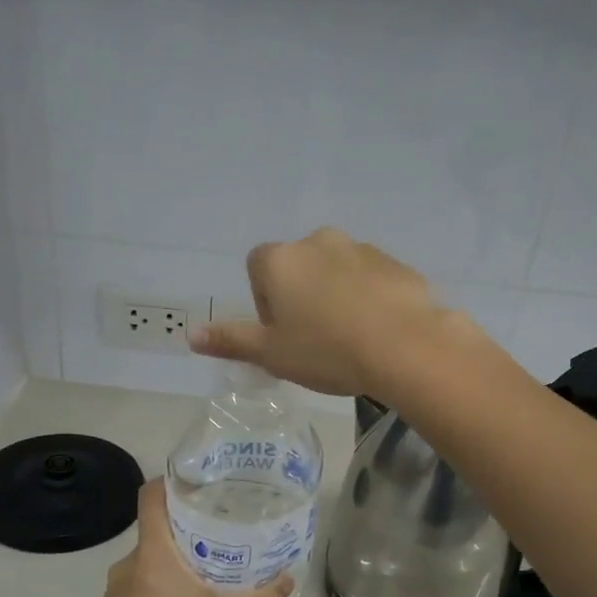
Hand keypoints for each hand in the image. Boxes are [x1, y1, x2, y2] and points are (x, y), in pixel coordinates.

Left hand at [90, 479, 294, 596]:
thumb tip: (287, 584)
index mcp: (151, 553)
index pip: (151, 497)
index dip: (172, 482)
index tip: (200, 484)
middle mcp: (128, 564)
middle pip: (157, 529)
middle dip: (188, 528)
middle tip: (223, 534)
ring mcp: (116, 591)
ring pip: (150, 560)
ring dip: (177, 561)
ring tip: (211, 572)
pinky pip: (142, 585)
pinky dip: (163, 586)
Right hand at [190, 228, 466, 397]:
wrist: (404, 347)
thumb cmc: (327, 350)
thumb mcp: (271, 354)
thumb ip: (231, 340)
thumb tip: (191, 335)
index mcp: (281, 260)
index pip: (258, 269)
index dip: (266, 303)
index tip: (284, 334)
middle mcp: (318, 242)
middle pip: (298, 268)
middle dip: (301, 297)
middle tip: (315, 340)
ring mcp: (361, 249)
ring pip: (336, 272)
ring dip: (336, 296)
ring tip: (350, 338)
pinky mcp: (395, 263)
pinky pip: (371, 279)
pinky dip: (368, 298)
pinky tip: (378, 331)